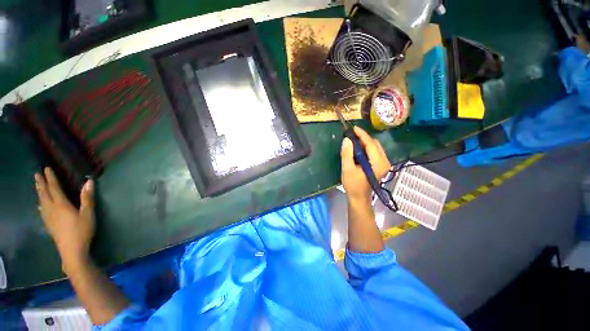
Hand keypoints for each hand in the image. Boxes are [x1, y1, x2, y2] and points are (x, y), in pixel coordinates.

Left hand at [35, 168, 94, 270]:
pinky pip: (42, 211)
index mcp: (61, 205)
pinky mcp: (49, 225)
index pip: (54, 188)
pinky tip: (39, 206)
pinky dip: (40, 205)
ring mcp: (48, 218)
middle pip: (44, 194)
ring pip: (41, 202)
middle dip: (41, 184)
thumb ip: (87, 198)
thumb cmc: (82, 231)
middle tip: (36, 174)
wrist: (72, 251)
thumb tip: (89, 182)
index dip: (51, 178)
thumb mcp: (88, 214)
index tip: (46, 169)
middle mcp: (51, 209)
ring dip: (39, 193)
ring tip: (37, 187)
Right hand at [340, 127, 390, 203]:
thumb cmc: (353, 185)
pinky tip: (358, 149)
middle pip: (375, 144)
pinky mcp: (381, 166)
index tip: (353, 128)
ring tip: (353, 140)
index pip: (371, 144)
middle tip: (351, 135)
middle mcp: (384, 161)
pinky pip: (375, 152)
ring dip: (365, 142)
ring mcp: (384, 164)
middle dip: (363, 137)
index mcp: (378, 163)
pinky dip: (367, 148)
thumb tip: (346, 139)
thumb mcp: (347, 169)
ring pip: (376, 147)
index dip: (362, 134)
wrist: (359, 198)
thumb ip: (347, 154)